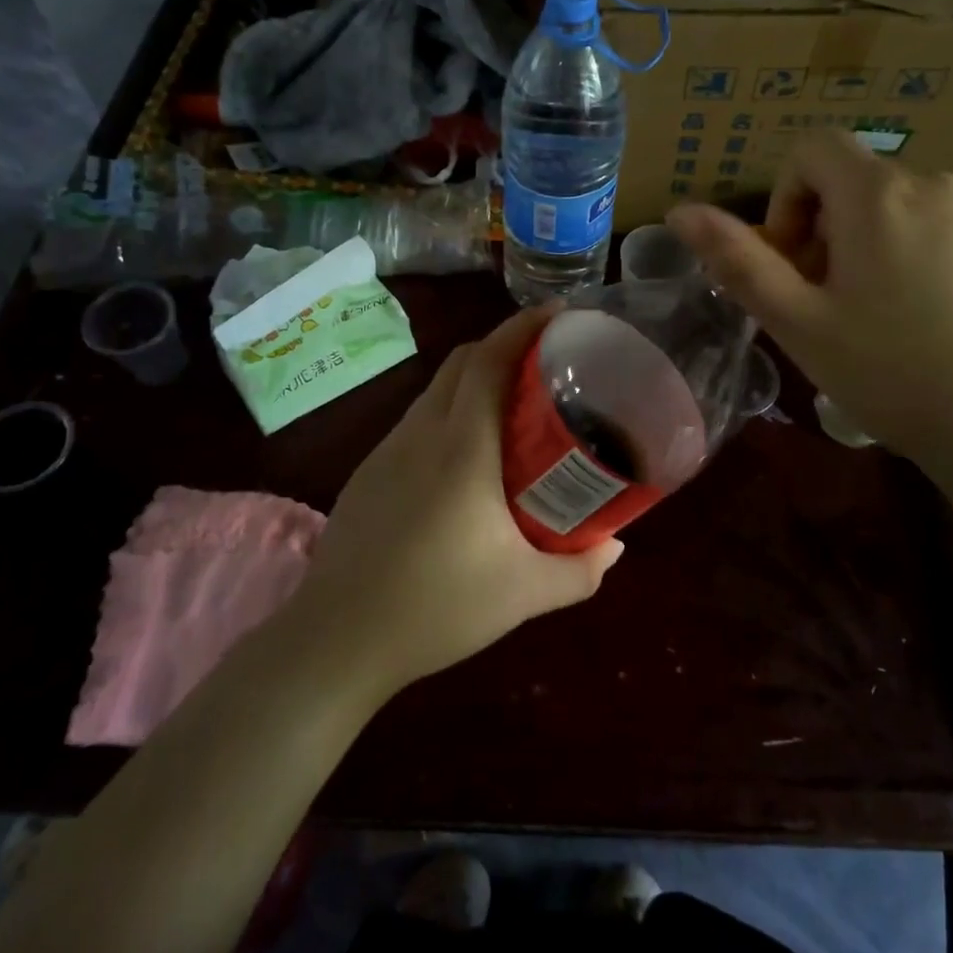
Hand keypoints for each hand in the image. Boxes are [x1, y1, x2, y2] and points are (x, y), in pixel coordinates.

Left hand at [290, 306, 624, 695]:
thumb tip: (616, 547)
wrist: (337, 640)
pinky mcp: (369, 472)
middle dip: (505, 345)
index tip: (559, 311)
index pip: (491, 359)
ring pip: (437, 389)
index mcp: (463, 447)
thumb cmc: (437, 608)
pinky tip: (467, 457)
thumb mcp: (524, 594)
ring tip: (513, 406)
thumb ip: (580, 570)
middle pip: (463, 361)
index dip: (524, 326)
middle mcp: (422, 433)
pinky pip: (418, 420)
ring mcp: (388, 450)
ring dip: (475, 378)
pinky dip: (450, 411)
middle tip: (547, 361)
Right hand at [667, 131, 952, 469]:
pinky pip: (951, 225)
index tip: (793, 260)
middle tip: (830, 301)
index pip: (813, 149)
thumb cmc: (892, 373)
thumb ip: (737, 259)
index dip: (786, 197)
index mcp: (877, 196)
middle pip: (858, 181)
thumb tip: (679, 210)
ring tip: (884, 314)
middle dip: (828, 228)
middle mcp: (936, 183)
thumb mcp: (798, 321)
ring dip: (877, 240)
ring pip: (905, 204)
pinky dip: (925, 252)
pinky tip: (937, 317)